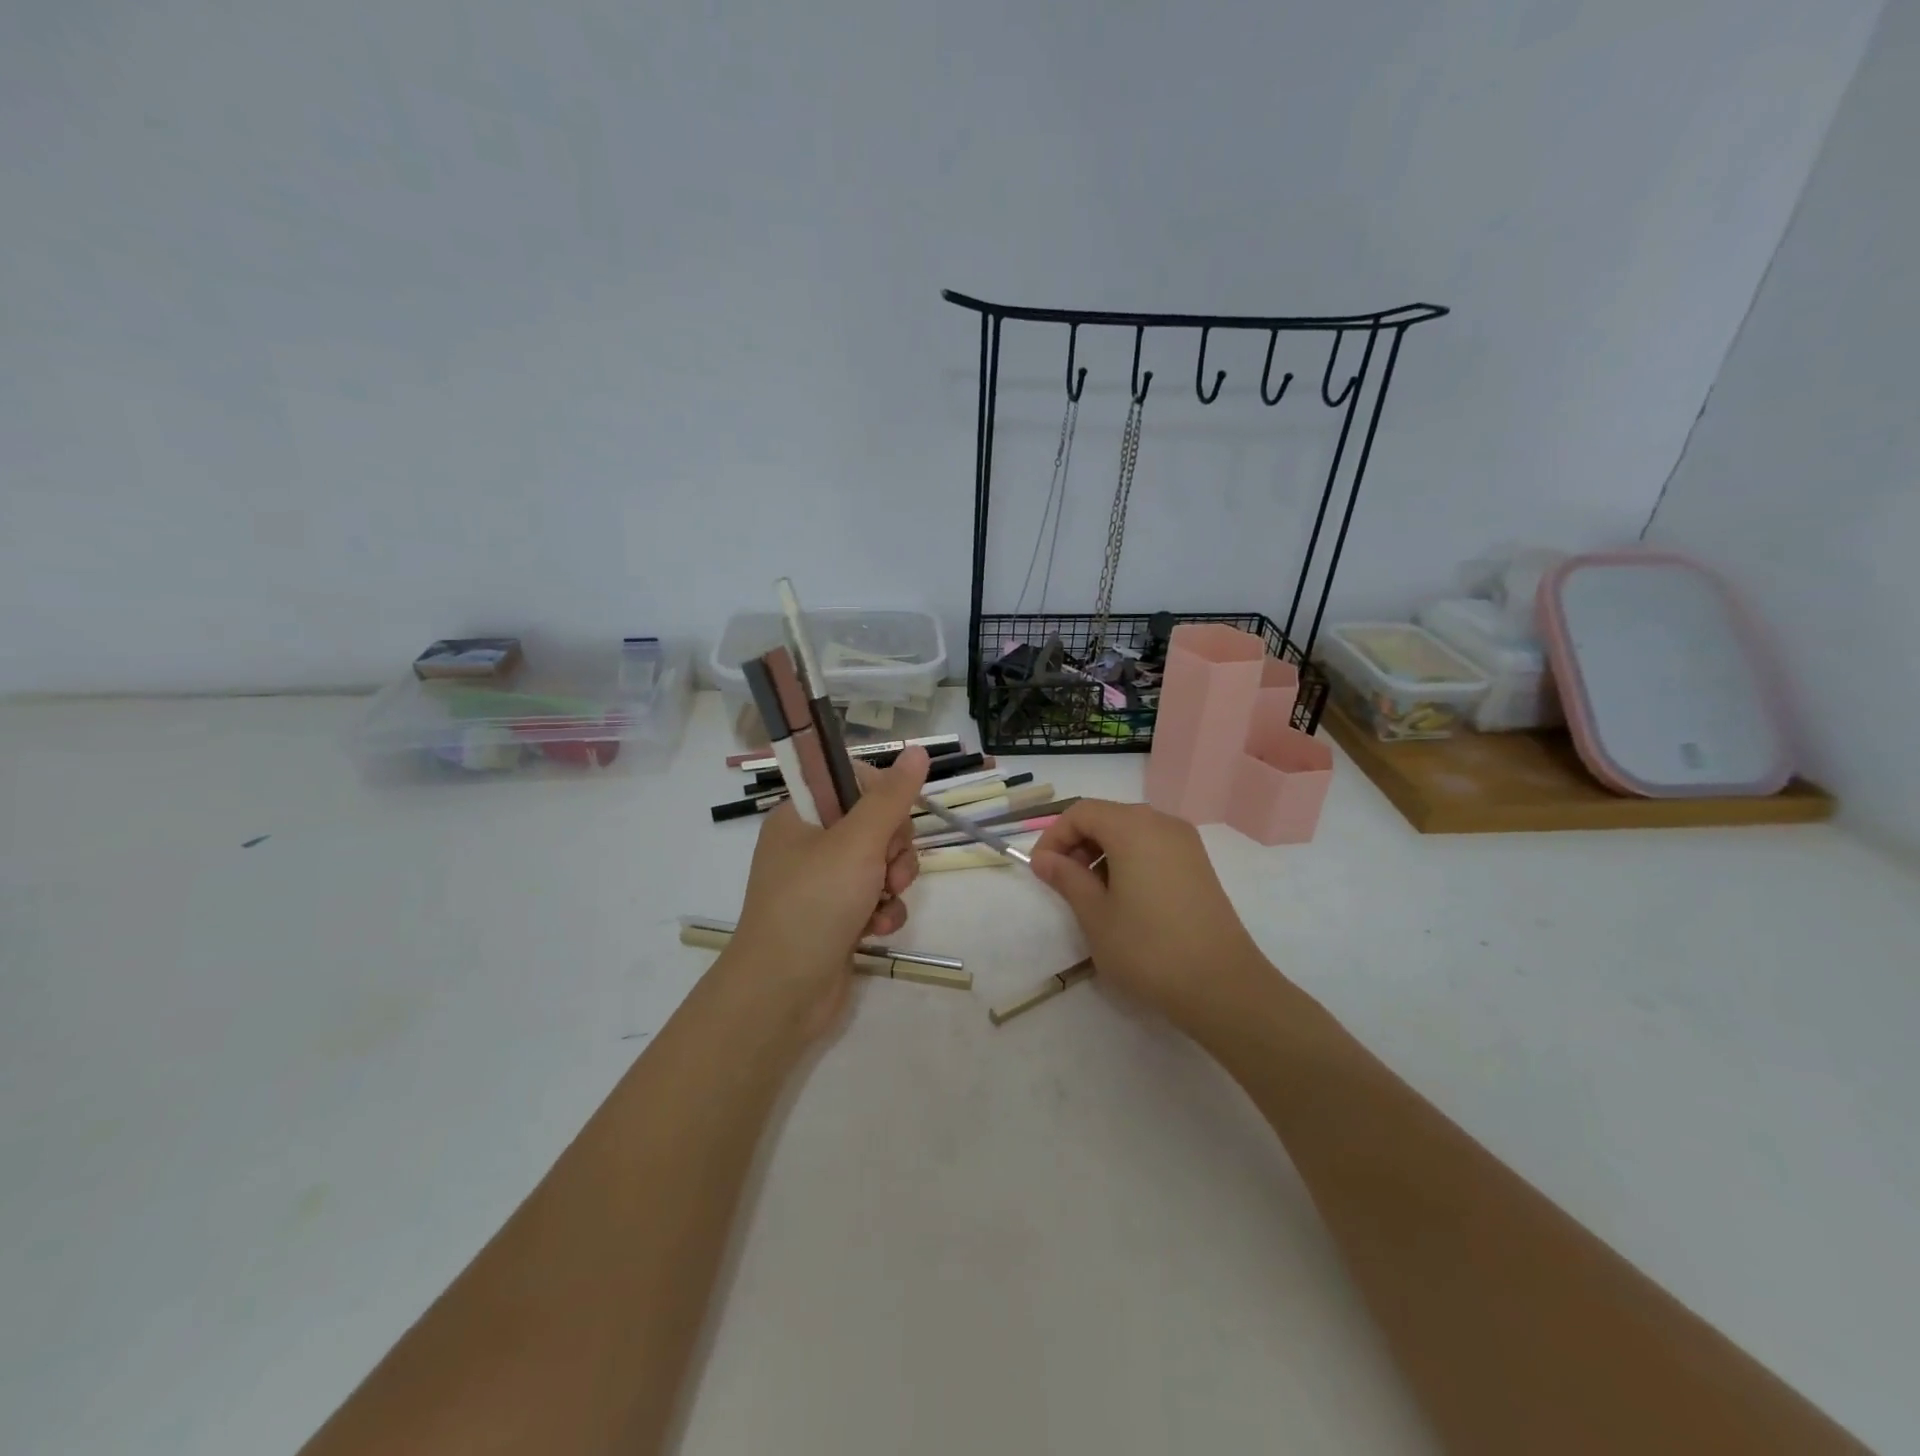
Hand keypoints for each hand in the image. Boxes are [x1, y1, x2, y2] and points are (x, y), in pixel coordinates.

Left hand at [720, 747, 930, 1038]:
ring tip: (881, 905)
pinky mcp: (838, 917)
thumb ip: (891, 797)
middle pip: (875, 824)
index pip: (854, 782)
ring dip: (893, 884)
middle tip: (886, 871)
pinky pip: (875, 899)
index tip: (894, 819)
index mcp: (802, 815)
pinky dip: (883, 912)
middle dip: (893, 850)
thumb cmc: (815, 904)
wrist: (782, 993)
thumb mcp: (857, 842)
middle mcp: (810, 845)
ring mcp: (824, 884)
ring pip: (881, 864)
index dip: (883, 797)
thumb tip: (918, 751)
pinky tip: (876, 930)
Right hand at [1029, 799, 1276, 1035]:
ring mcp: (1186, 843)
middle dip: (1078, 843)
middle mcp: (1162, 823)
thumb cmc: (1148, 948)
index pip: (1082, 812)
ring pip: (1131, 832)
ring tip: (1093, 895)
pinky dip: (1129, 860)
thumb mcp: (1095, 915)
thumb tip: (1044, 859)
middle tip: (1064, 883)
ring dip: (1103, 853)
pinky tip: (1125, 899)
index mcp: (1133, 827)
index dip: (1055, 836)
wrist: (1222, 985)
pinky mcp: (1199, 865)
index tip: (1041, 871)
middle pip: (1108, 817)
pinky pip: (1153, 847)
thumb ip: (1067, 879)